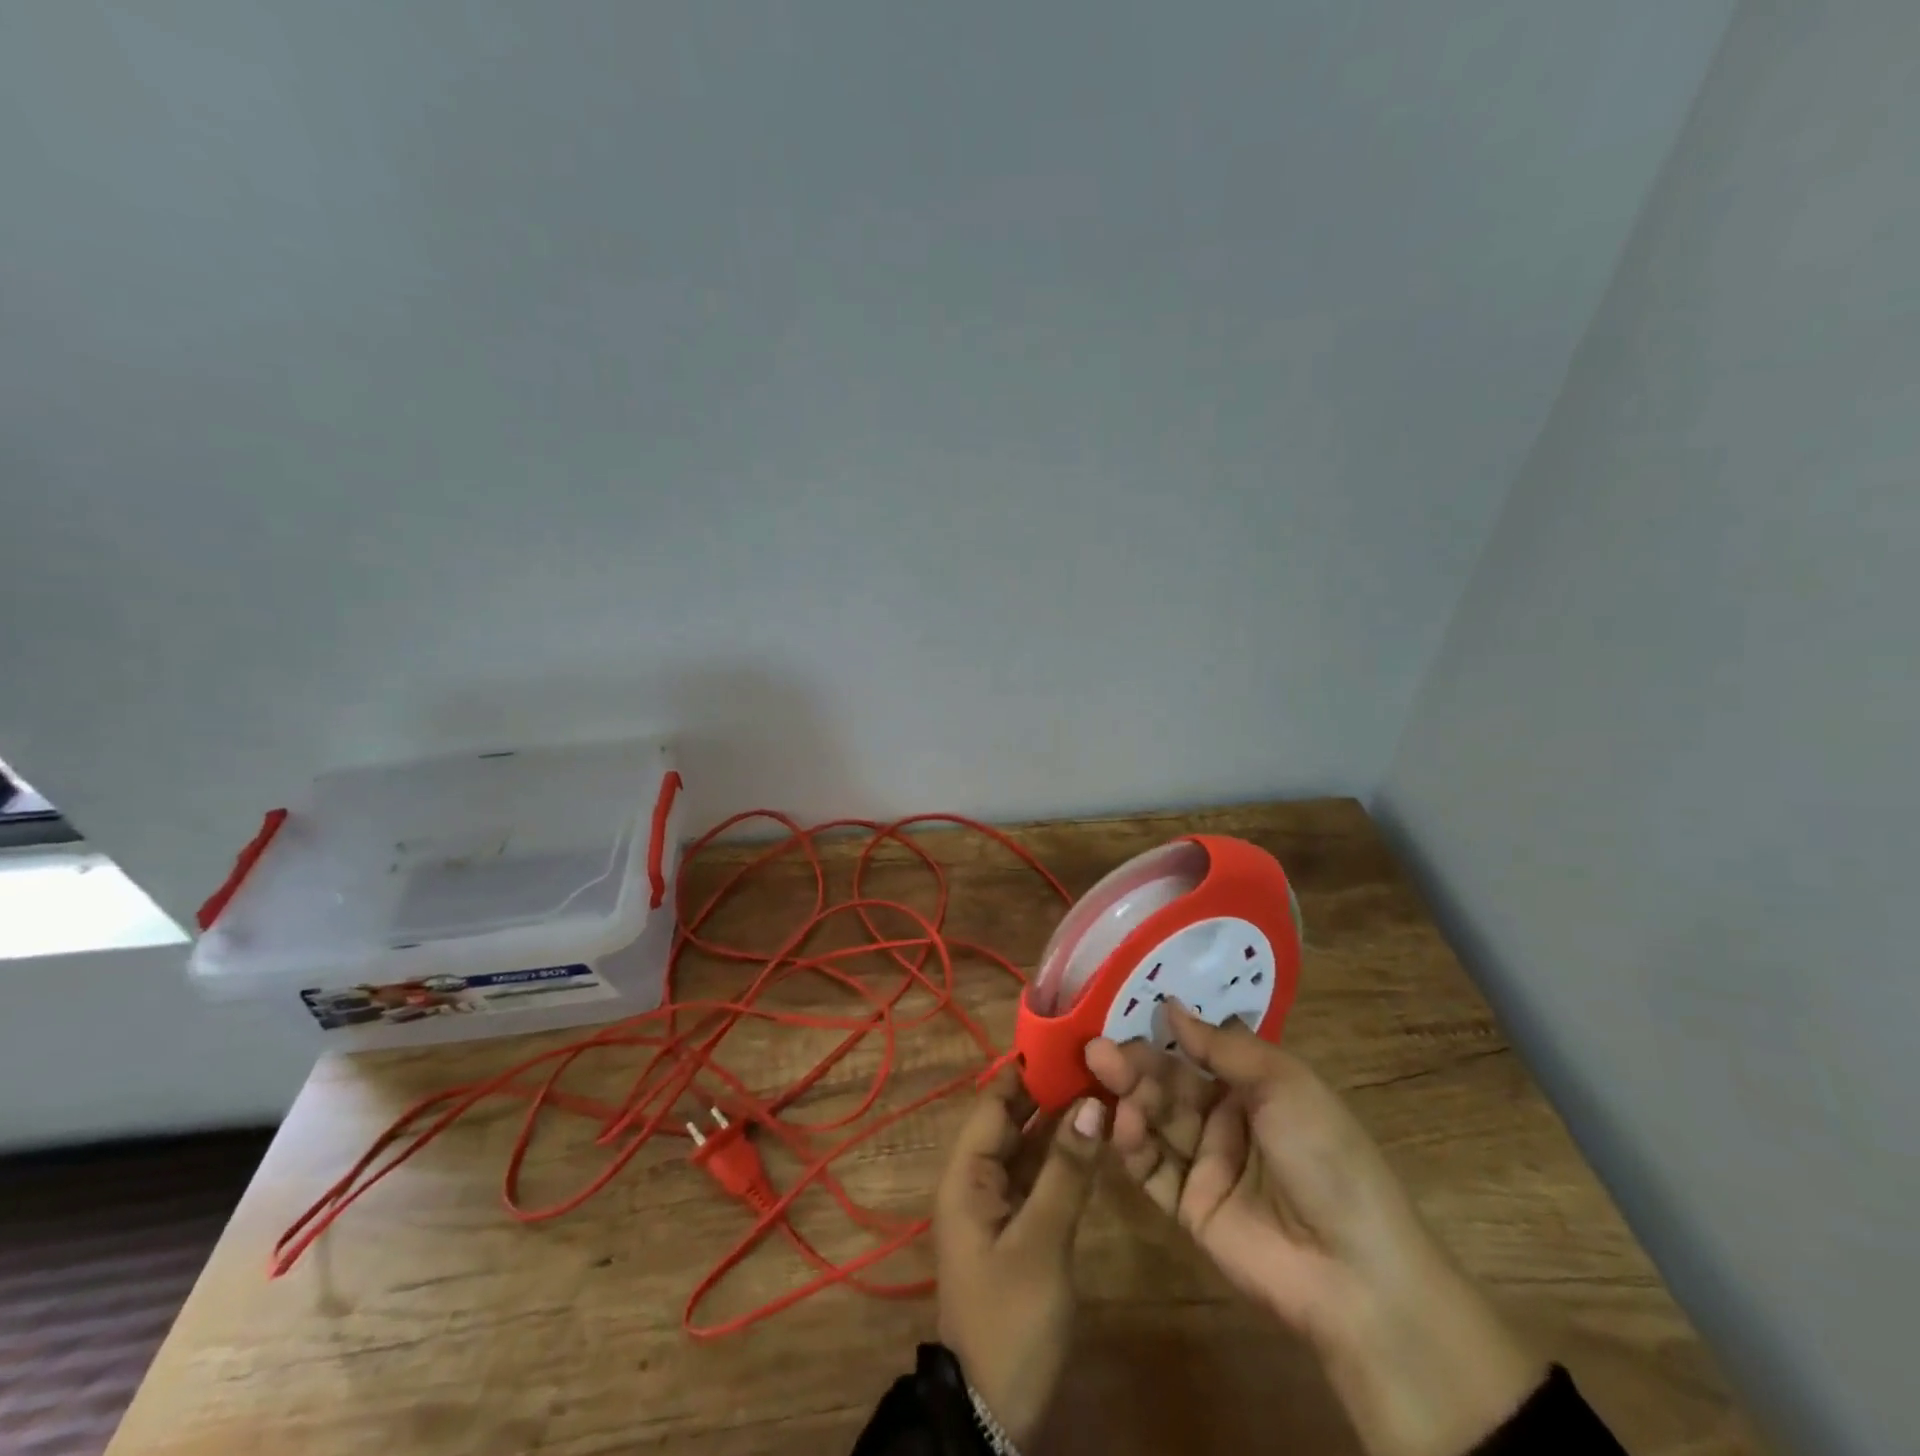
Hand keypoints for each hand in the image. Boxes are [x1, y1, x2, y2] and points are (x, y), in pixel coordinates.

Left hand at [933, 1067, 1104, 1446]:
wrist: (993, 1413)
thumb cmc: (1009, 1318)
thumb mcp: (1041, 1242)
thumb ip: (1066, 1171)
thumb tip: (1091, 1103)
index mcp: (967, 1174)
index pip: (995, 1102)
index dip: (1027, 1069)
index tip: (1067, 1038)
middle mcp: (977, 1178)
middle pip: (1012, 1120)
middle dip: (1048, 1090)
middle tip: (1095, 1057)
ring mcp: (997, 1204)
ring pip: (1028, 1146)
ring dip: (1059, 1120)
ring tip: (1102, 1084)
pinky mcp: (1018, 1228)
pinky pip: (1038, 1176)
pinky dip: (1063, 1156)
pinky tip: (1095, 1138)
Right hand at [1086, 1005, 1542, 1455]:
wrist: (1355, 1273)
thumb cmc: (1326, 1156)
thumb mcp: (1283, 1083)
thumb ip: (1222, 1046)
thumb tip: (1170, 1005)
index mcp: (1256, 1087)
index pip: (1199, 1050)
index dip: (1165, 1032)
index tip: (1125, 1009)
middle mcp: (1227, 1120)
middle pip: (1170, 1084)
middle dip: (1136, 1063)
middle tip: (1097, 1046)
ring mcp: (1207, 1164)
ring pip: (1156, 1120)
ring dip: (1128, 1095)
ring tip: (1101, 1072)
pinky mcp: (1188, 1207)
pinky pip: (1152, 1168)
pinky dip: (1132, 1144)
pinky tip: (1121, 1123)